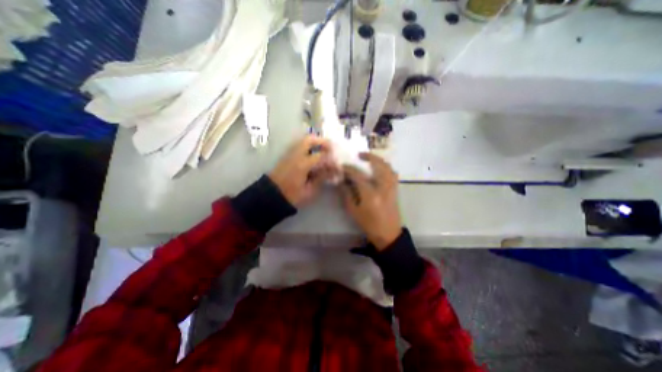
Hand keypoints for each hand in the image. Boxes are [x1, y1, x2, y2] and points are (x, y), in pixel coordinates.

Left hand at [267, 135, 337, 207]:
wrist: (271, 196)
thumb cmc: (291, 196)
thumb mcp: (309, 190)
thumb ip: (321, 178)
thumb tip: (332, 170)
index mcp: (302, 164)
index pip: (321, 156)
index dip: (331, 160)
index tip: (337, 166)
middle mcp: (295, 155)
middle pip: (310, 140)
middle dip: (322, 142)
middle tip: (331, 149)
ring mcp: (289, 154)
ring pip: (303, 141)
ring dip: (315, 142)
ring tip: (324, 151)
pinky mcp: (286, 156)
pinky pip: (299, 145)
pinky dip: (308, 146)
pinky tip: (313, 155)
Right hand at [338, 153, 400, 250]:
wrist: (388, 234)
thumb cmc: (369, 224)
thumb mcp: (353, 210)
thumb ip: (347, 194)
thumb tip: (342, 181)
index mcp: (370, 194)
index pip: (358, 175)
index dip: (349, 169)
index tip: (343, 166)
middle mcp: (383, 187)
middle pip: (378, 165)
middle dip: (368, 156)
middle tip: (359, 155)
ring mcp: (391, 187)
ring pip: (387, 167)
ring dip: (378, 160)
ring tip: (369, 159)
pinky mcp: (395, 189)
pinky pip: (392, 173)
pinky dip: (385, 167)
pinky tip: (379, 168)